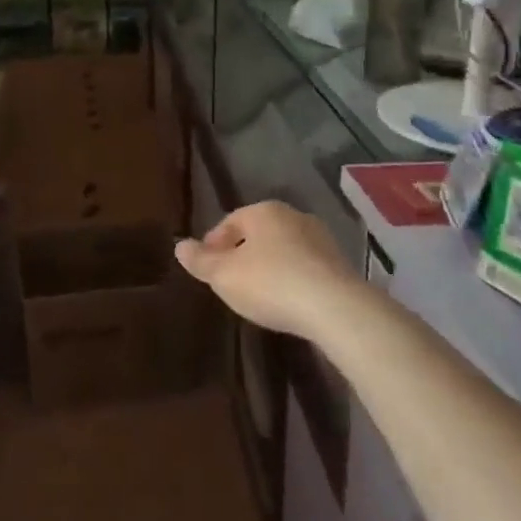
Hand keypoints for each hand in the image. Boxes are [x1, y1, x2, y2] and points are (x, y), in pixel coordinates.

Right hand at [175, 202, 362, 340]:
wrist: (336, 309)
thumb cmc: (271, 283)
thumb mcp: (224, 275)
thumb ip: (200, 261)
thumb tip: (180, 246)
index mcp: (263, 211)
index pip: (230, 222)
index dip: (214, 244)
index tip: (207, 268)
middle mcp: (293, 216)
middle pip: (258, 234)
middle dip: (243, 254)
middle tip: (230, 281)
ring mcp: (321, 239)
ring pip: (284, 250)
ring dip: (269, 267)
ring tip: (258, 294)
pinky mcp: (340, 265)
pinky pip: (305, 268)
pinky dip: (292, 280)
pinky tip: (287, 302)